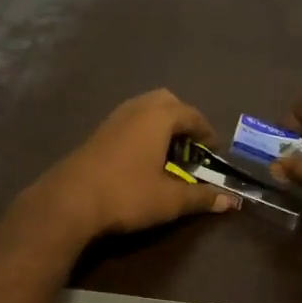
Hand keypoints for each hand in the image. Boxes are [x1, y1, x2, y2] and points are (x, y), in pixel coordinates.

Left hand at [20, 89, 239, 242]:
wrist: (69, 200)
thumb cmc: (127, 194)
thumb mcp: (170, 200)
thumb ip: (201, 197)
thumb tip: (231, 201)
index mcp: (158, 117)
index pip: (191, 114)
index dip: (206, 131)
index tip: (213, 151)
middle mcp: (136, 108)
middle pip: (166, 101)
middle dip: (182, 119)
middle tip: (190, 146)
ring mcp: (113, 118)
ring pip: (144, 108)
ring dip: (160, 123)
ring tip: (168, 152)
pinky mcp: (98, 132)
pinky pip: (129, 119)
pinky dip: (142, 130)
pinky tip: (142, 157)